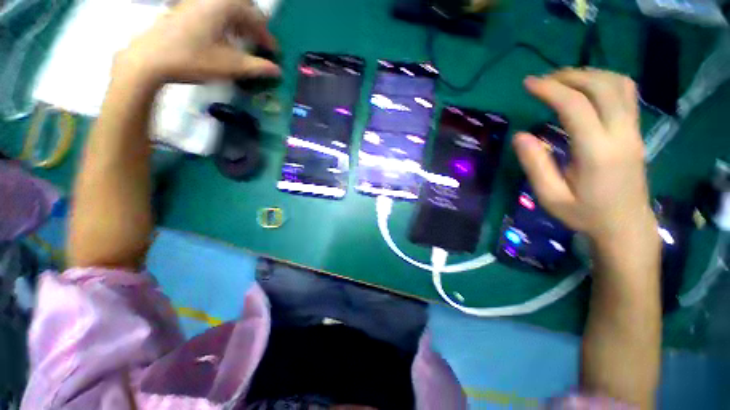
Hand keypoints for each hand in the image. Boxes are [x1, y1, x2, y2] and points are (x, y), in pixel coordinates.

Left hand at [115, 0, 280, 87]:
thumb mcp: (232, 65)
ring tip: (244, 42)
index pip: (256, 17)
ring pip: (226, 8)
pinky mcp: (185, 9)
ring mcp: (195, 2)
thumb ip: (258, 67)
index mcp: (225, 5)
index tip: (274, 53)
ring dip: (240, 23)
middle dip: (254, 24)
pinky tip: (223, 38)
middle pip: (241, 6)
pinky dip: (224, 22)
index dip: (267, 36)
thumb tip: (278, 71)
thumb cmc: (194, 59)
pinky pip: (212, 11)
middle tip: (259, 42)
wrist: (150, 58)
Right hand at [513, 68, 658, 247]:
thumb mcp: (550, 196)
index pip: (575, 106)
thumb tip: (520, 136)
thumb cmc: (584, 214)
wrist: (625, 225)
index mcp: (597, 152)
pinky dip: (605, 82)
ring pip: (619, 85)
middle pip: (601, 86)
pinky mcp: (636, 131)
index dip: (550, 89)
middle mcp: (621, 134)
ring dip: (589, 75)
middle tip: (543, 80)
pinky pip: (626, 94)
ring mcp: (633, 131)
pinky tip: (588, 89)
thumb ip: (535, 165)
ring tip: (563, 81)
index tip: (528, 84)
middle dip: (569, 76)